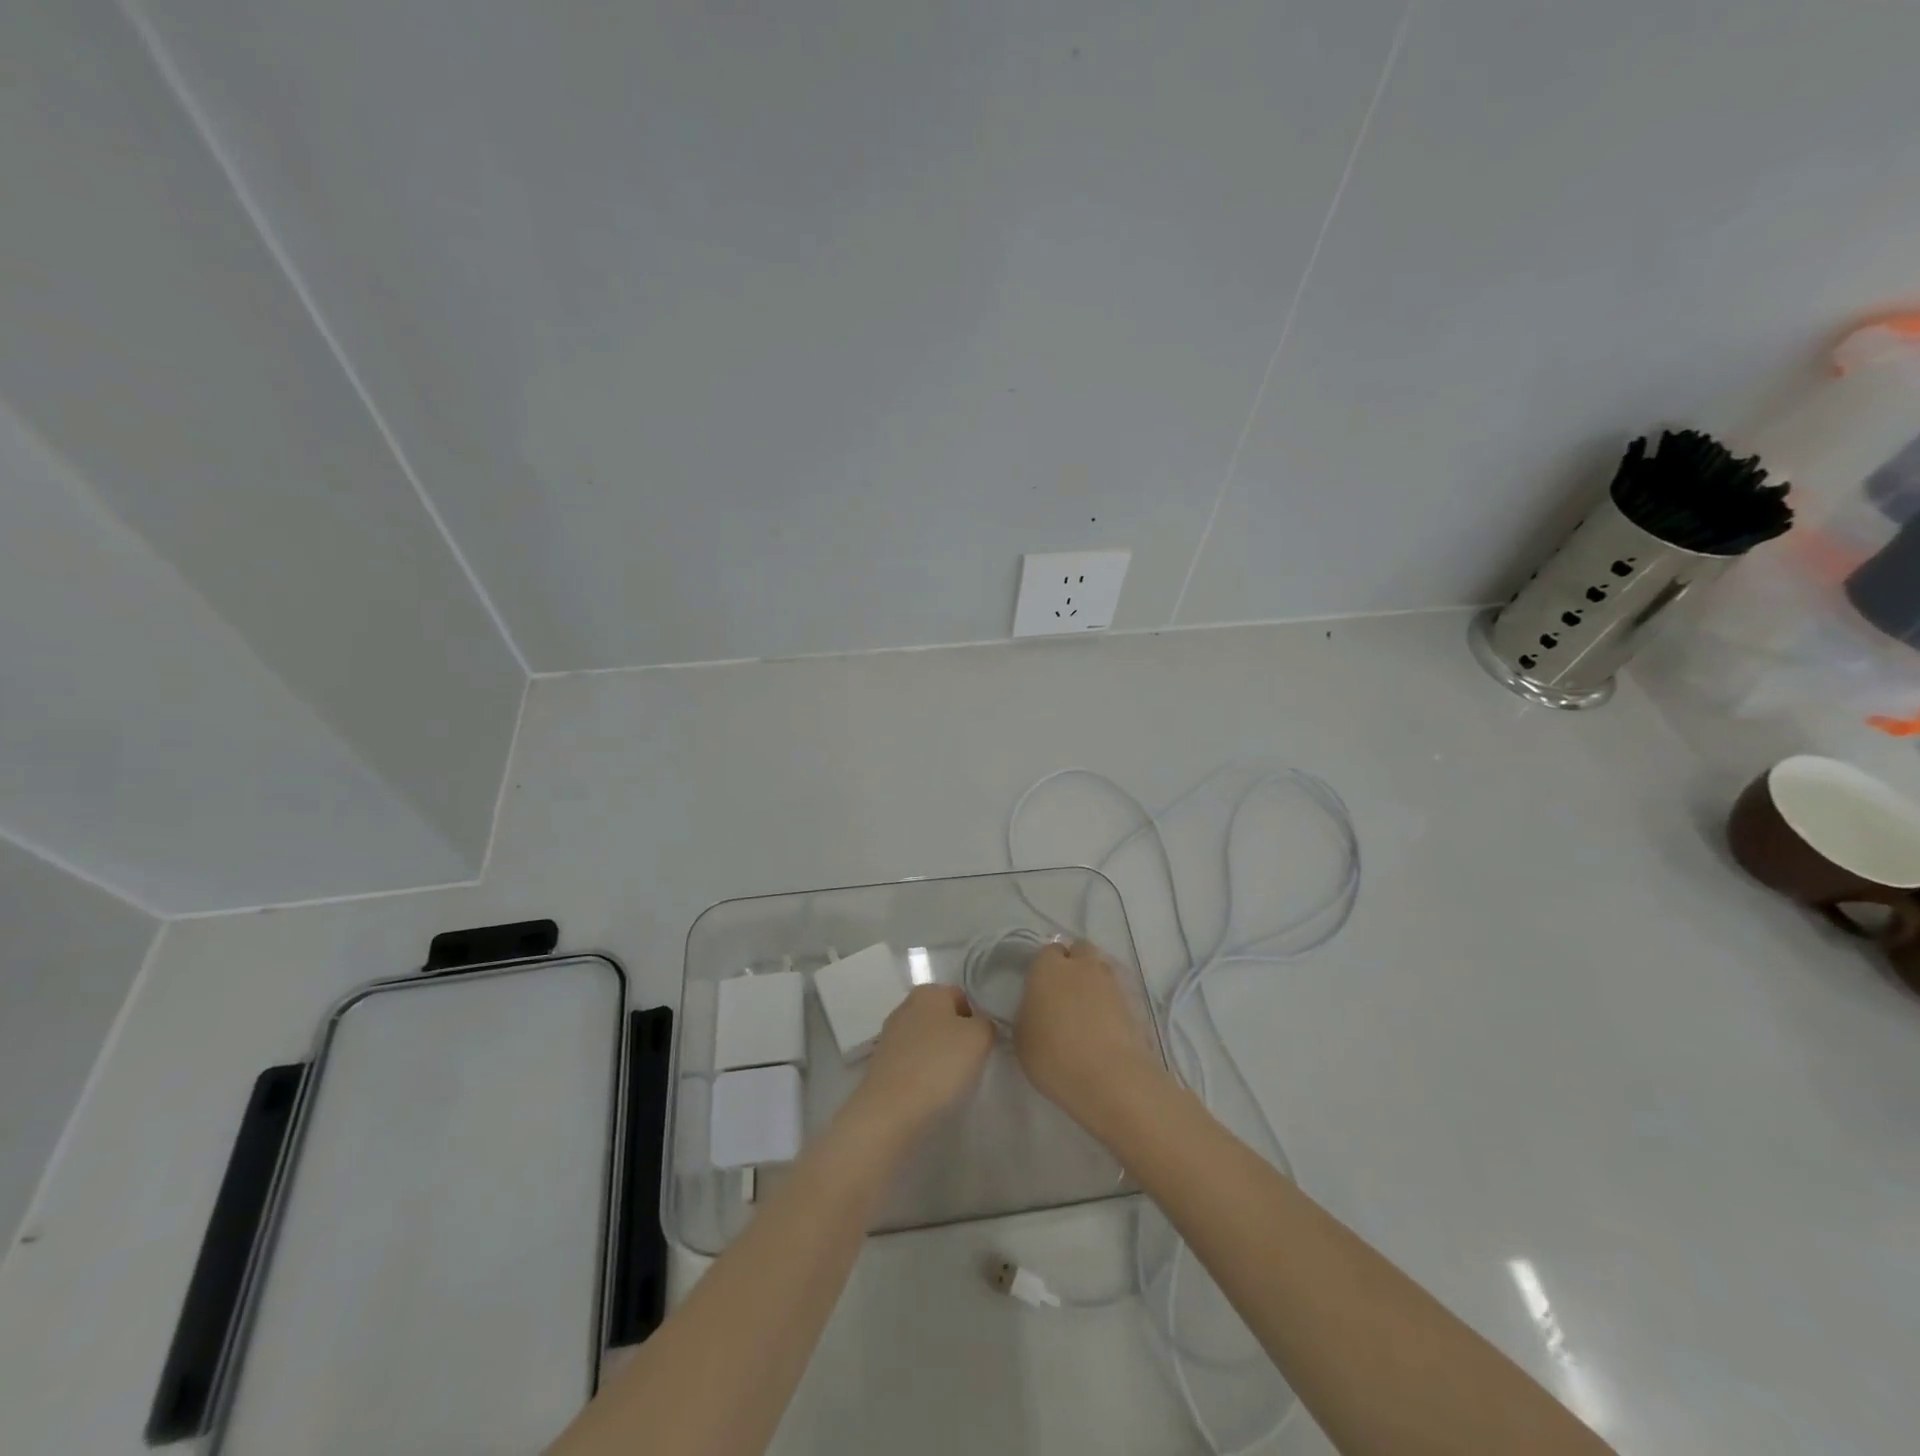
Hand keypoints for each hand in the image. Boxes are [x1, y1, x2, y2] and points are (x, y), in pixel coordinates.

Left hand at [848, 984, 994, 1142]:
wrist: (892, 1109)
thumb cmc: (940, 1064)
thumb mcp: (980, 1037)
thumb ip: (986, 1024)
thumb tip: (978, 1027)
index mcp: (929, 991)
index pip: (962, 998)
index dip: (976, 1021)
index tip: (981, 1046)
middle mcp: (906, 1006)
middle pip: (942, 1018)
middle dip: (956, 1038)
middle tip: (968, 1064)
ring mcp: (890, 1034)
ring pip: (927, 1041)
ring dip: (939, 1057)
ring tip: (948, 1082)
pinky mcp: (881, 1063)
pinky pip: (912, 1062)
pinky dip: (922, 1073)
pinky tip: (928, 1091)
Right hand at [1014, 939, 1166, 1133]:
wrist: (1110, 1079)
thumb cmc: (1054, 1056)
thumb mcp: (1022, 1038)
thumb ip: (1028, 1013)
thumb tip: (1036, 1008)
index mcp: (1048, 968)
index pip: (1047, 952)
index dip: (1044, 969)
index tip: (1041, 990)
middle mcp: (1081, 965)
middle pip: (1079, 951)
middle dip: (1073, 964)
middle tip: (1065, 994)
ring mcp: (1112, 981)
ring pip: (1101, 969)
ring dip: (1094, 982)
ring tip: (1088, 1012)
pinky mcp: (1135, 1002)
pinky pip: (1118, 993)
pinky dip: (1112, 1003)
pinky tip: (1106, 1027)